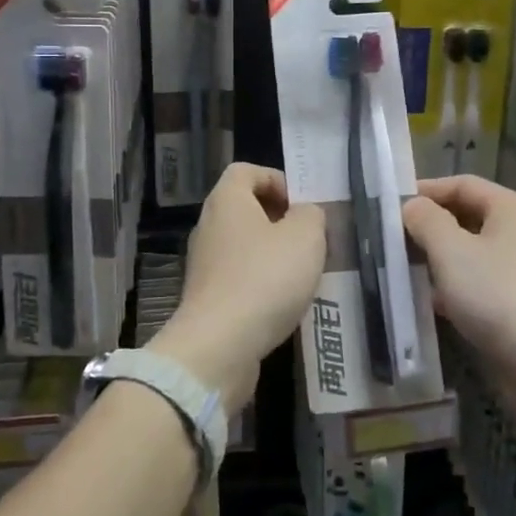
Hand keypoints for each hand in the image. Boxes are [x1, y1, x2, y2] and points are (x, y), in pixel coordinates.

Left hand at [152, 163, 325, 409]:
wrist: (219, 345)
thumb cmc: (264, 278)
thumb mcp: (305, 237)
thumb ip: (311, 215)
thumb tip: (303, 214)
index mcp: (227, 201)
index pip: (246, 170)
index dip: (276, 179)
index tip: (301, 204)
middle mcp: (209, 226)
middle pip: (245, 208)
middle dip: (280, 220)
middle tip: (309, 239)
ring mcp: (204, 264)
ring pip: (244, 245)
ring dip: (273, 254)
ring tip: (303, 272)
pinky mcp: (207, 298)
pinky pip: (239, 277)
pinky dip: (261, 283)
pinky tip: (284, 302)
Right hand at [402, 176, 515, 370]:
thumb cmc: (496, 294)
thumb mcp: (450, 250)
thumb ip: (425, 220)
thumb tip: (412, 207)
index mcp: (512, 208)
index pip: (462, 184)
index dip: (425, 190)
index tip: (391, 205)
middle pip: (468, 216)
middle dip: (430, 226)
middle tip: (394, 238)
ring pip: (472, 252)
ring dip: (439, 258)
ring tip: (404, 268)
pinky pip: (480, 282)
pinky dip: (454, 286)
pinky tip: (430, 301)